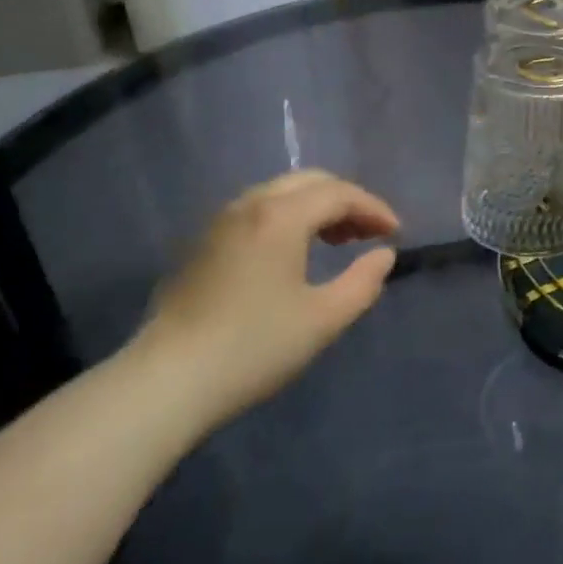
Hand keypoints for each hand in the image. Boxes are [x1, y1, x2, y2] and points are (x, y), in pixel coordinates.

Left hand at [132, 171, 399, 432]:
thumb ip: (363, 282)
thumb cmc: (253, 347)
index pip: (339, 193)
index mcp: (281, 215)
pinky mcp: (204, 242)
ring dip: (317, 207)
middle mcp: (251, 204)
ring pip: (282, 192)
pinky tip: (294, 252)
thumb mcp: (322, 319)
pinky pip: (259, 209)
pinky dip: (289, 216)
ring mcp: (222, 221)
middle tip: (368, 232)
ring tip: (338, 241)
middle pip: (310, 181)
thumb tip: (383, 255)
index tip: (396, 233)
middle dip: (346, 201)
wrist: (167, 381)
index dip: (374, 208)